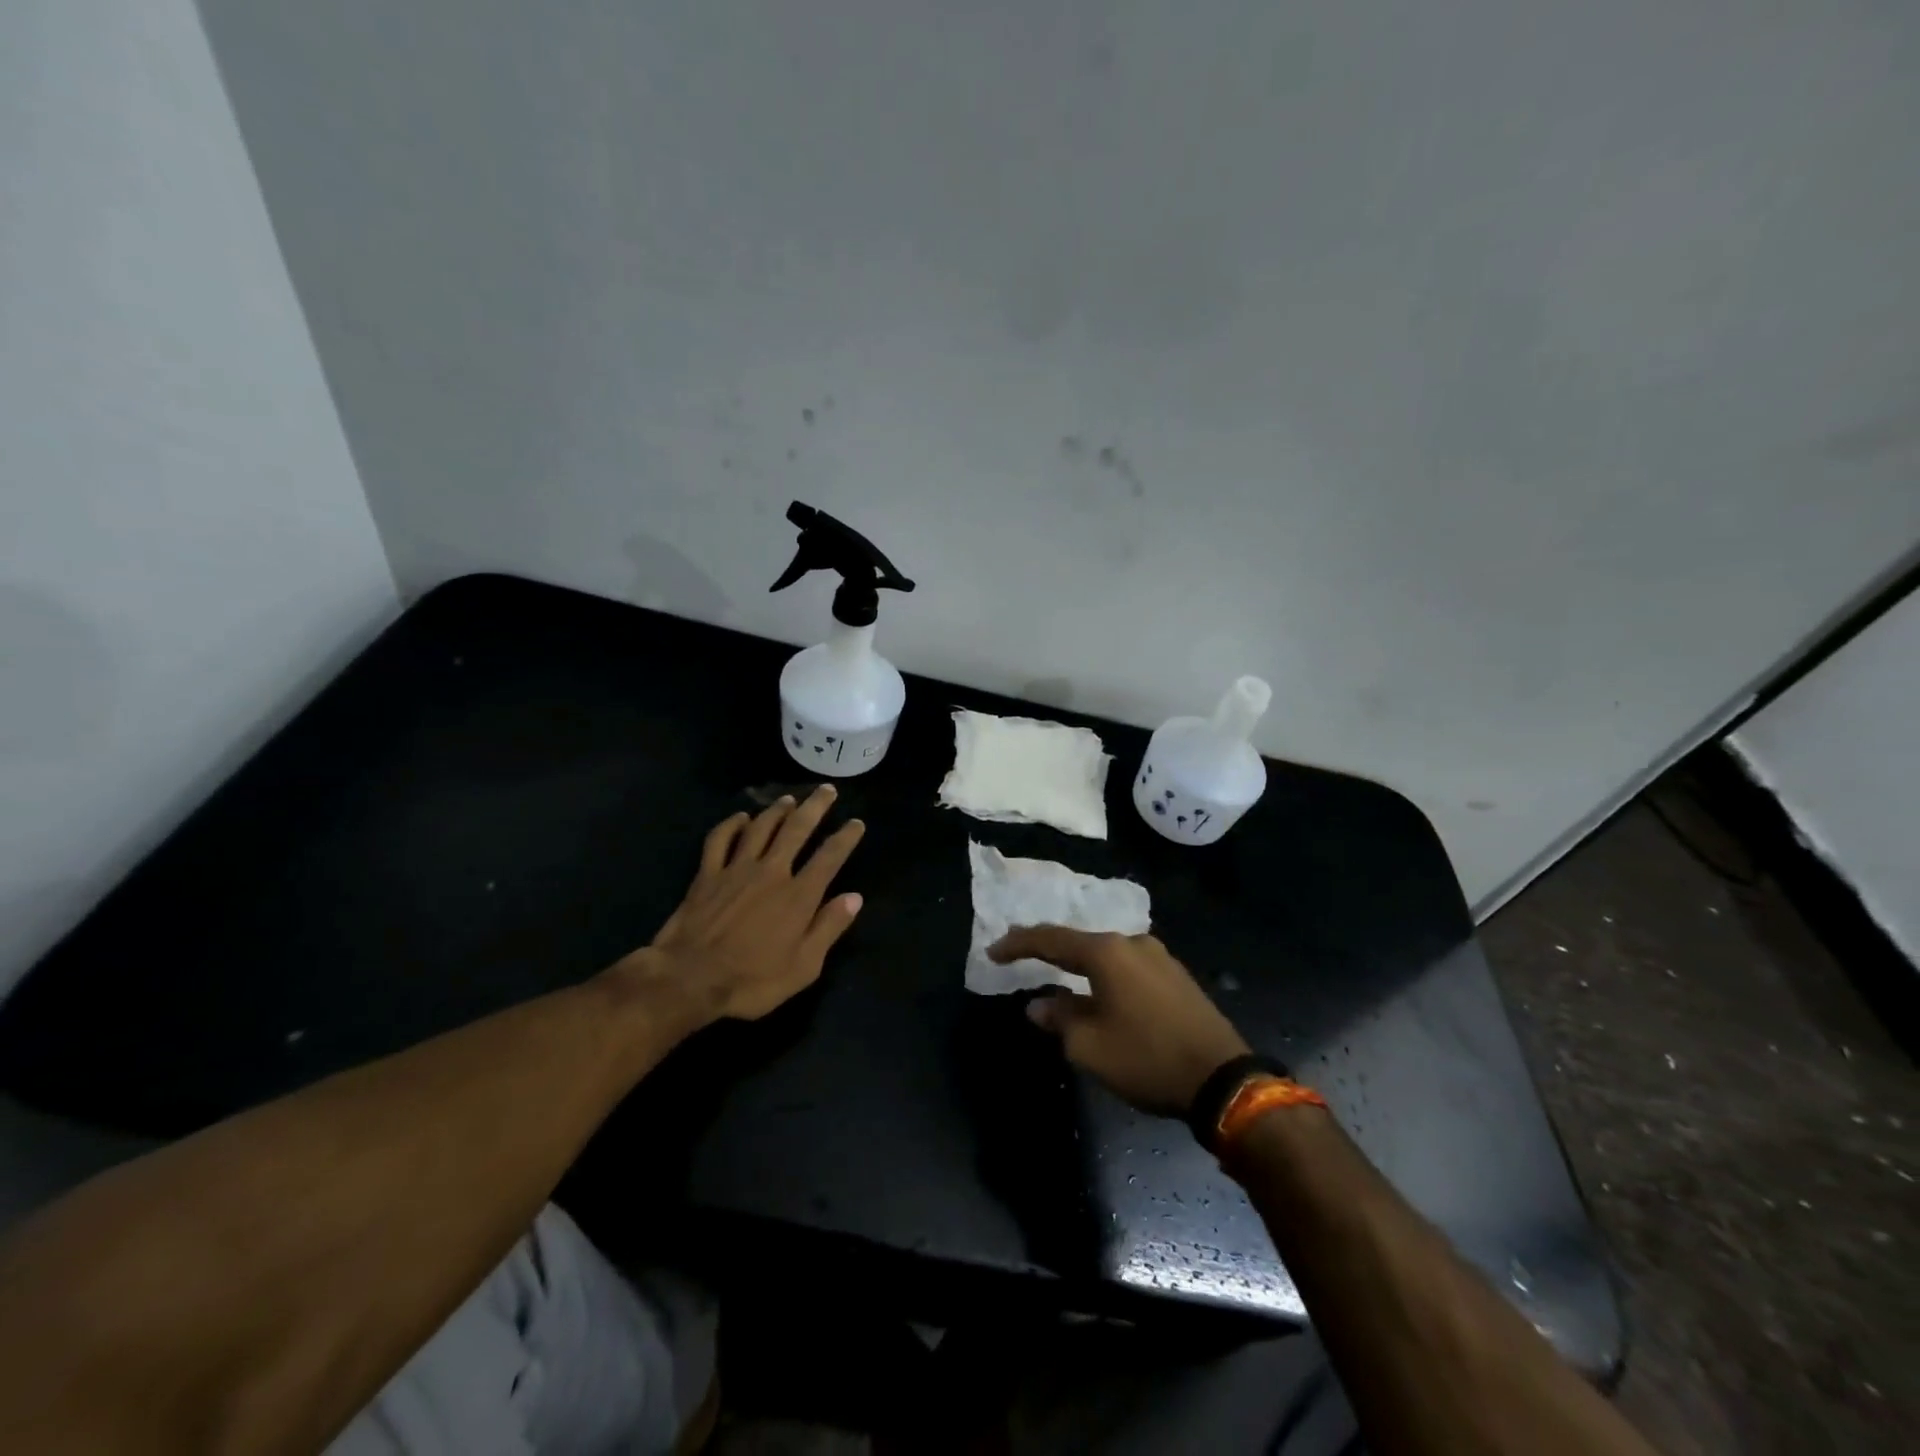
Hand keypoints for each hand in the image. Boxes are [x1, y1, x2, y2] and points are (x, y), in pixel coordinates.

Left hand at [643, 785, 865, 1019]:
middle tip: (826, 790)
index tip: (856, 823)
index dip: (845, 837)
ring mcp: (736, 869)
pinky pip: (720, 839)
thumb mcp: (803, 967)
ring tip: (789, 799)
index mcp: (798, 896)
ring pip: (761, 828)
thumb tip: (854, 898)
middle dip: (815, 807)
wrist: (688, 980)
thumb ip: (829, 928)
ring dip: (777, 810)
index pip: (829, 857)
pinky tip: (741, 818)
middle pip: (797, 829)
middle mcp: (772, 872)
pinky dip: (731, 824)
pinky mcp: (707, 874)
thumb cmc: (751, 981)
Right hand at [989, 927, 1249, 1116]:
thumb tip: (1039, 1005)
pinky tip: (1098, 989)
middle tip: (1020, 954)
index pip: (1050, 940)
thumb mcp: (1090, 1046)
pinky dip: (1105, 975)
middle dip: (1048, 949)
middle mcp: (1133, 943)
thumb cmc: (1146, 1058)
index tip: (993, 951)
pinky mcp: (1177, 976)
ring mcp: (1159, 957)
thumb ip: (1060, 1019)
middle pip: (1079, 942)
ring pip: (1106, 955)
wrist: (1223, 1079)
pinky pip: (1128, 967)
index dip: (1018, 944)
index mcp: (1107, 952)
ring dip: (1079, 964)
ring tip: (1057, 973)